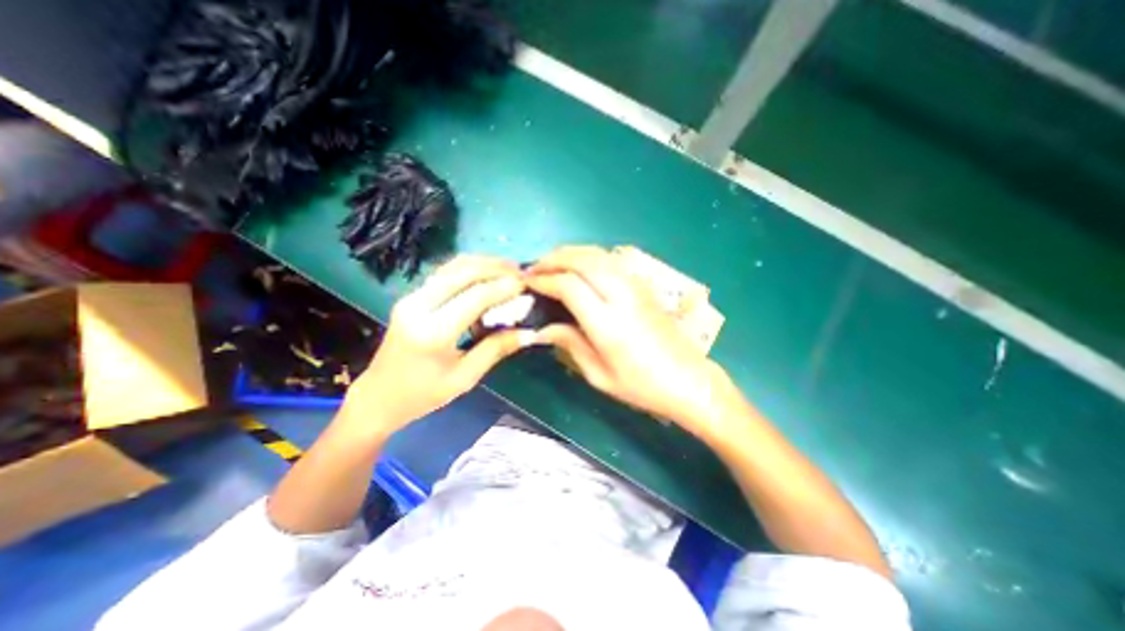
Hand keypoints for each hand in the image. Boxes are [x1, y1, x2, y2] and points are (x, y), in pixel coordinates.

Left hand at [344, 254, 532, 433]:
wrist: (378, 396)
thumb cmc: (423, 395)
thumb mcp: (465, 378)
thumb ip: (496, 349)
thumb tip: (529, 332)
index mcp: (432, 332)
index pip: (475, 297)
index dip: (504, 287)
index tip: (527, 285)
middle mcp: (418, 306)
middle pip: (463, 273)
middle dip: (496, 268)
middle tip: (521, 272)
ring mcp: (411, 298)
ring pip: (452, 267)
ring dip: (483, 263)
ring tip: (508, 268)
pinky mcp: (411, 297)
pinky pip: (444, 274)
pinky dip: (468, 268)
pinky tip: (486, 273)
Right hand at [525, 244, 733, 432]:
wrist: (688, 380)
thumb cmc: (642, 386)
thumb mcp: (599, 375)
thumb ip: (570, 344)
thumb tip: (543, 329)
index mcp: (608, 324)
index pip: (569, 286)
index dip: (544, 280)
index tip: (527, 282)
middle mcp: (622, 297)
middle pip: (583, 261)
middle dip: (553, 259)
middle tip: (534, 267)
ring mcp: (636, 287)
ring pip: (598, 255)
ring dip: (571, 253)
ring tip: (552, 262)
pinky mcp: (644, 285)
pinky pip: (612, 260)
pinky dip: (590, 255)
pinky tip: (580, 265)